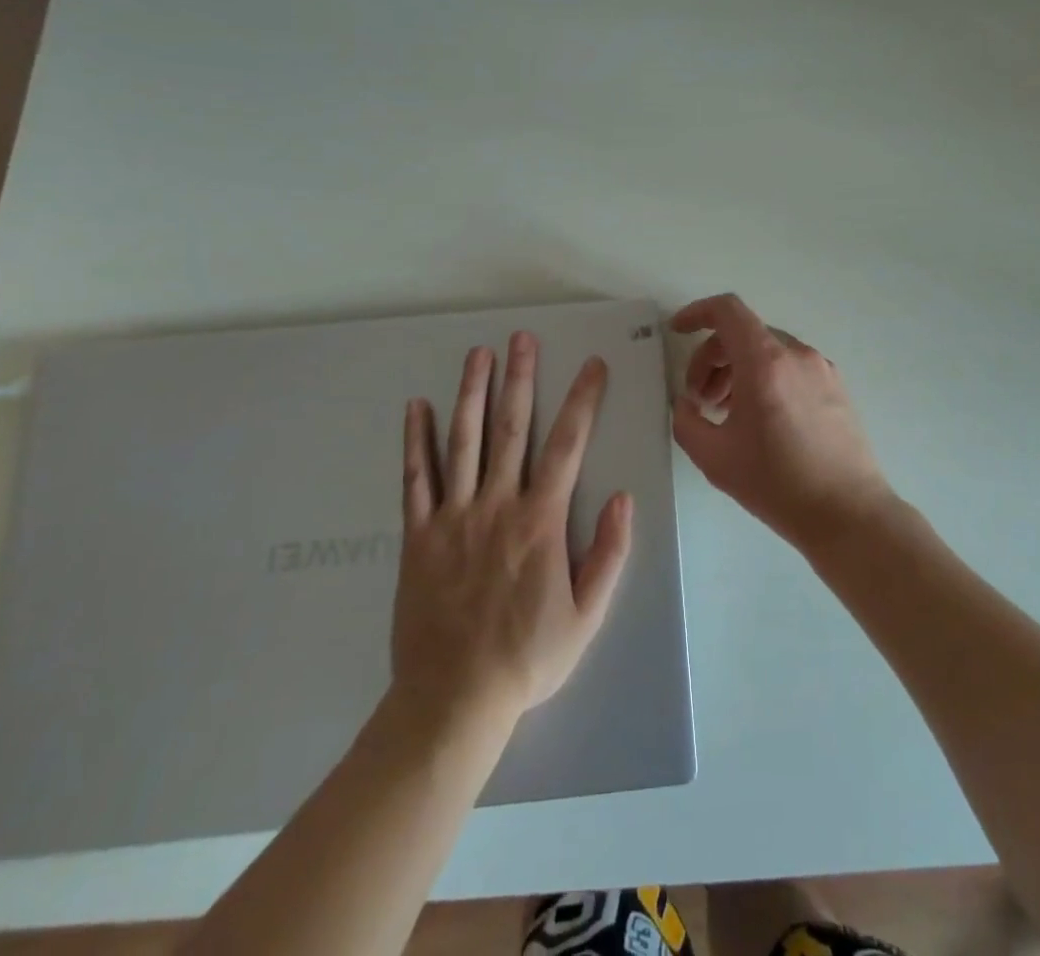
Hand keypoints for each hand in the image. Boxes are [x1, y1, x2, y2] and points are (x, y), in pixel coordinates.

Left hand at [391, 332, 632, 726]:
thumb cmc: (527, 658)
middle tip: (523, 337)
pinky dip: (416, 440)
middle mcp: (497, 505)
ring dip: (471, 392)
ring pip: (463, 441)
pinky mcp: (418, 535)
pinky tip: (417, 407)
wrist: (452, 701)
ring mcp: (453, 516)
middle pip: (511, 428)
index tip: (592, 366)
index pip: (568, 445)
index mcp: (540, 521)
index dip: (582, 400)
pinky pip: (415, 478)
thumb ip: (609, 554)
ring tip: (478, 354)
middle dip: (520, 378)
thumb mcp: (587, 616)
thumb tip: (624, 498)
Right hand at [671, 293, 892, 550]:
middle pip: (744, 333)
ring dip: (738, 369)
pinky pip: (790, 367)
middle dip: (712, 357)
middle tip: (699, 398)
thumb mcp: (714, 457)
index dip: (697, 313)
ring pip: (768, 351)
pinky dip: (765, 377)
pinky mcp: (836, 387)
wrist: (848, 514)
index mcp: (765, 362)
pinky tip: (759, 418)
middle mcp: (796, 354)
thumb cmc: (777, 483)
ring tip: (725, 411)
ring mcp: (821, 369)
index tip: (677, 331)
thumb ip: (686, 421)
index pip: (727, 311)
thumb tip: (686, 403)